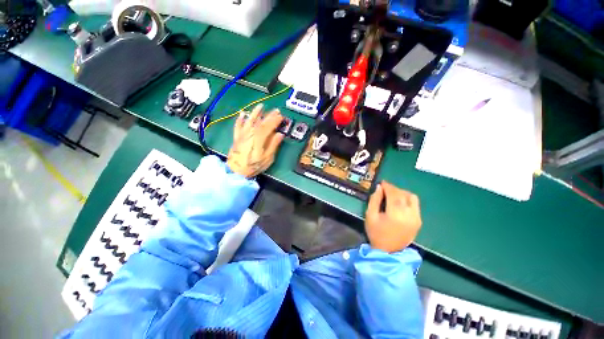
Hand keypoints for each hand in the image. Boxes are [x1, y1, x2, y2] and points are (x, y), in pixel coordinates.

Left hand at [226, 104, 284, 177]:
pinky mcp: (236, 137)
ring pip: (249, 121)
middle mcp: (250, 133)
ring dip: (255, 113)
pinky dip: (240, 120)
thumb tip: (280, 134)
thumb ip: (273, 145)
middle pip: (260, 122)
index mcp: (259, 138)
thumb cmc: (253, 166)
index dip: (275, 120)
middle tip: (276, 111)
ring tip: (260, 106)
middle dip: (269, 115)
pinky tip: (242, 114)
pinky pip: (238, 126)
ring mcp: (242, 134)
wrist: (235, 171)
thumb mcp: (267, 158)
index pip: (269, 126)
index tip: (282, 117)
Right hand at [365, 181, 421, 252]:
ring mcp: (416, 218)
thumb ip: (374, 200)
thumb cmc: (376, 233)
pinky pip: (415, 204)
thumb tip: (379, 188)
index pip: (394, 194)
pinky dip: (407, 199)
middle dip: (393, 189)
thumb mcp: (370, 215)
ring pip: (412, 197)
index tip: (382, 183)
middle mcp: (409, 215)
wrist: (389, 252)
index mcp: (395, 214)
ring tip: (392, 195)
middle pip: (403, 194)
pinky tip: (399, 202)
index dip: (388, 186)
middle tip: (384, 188)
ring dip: (402, 193)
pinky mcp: (419, 221)